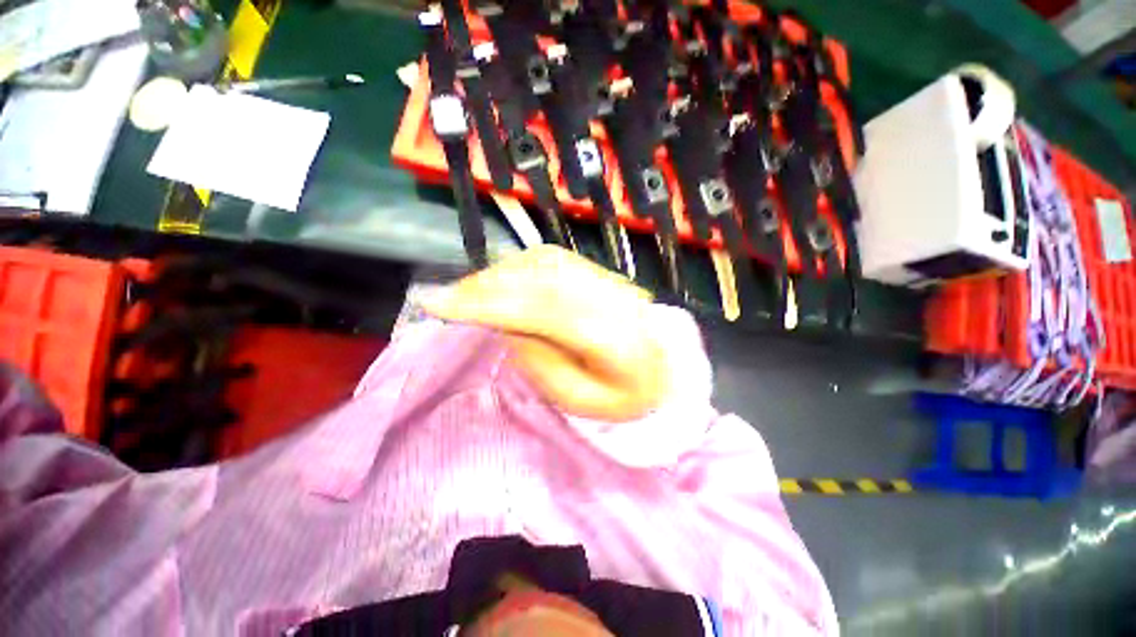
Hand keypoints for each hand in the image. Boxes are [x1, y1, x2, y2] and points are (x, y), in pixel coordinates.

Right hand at [423, 246, 669, 421]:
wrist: (666, 366)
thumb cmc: (623, 395)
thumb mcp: (579, 399)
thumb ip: (540, 361)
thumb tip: (507, 323)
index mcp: (613, 338)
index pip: (541, 310)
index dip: (489, 303)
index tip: (438, 303)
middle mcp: (611, 298)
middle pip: (539, 279)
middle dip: (486, 286)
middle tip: (447, 298)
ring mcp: (608, 279)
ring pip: (543, 262)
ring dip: (500, 273)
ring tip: (469, 292)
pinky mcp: (602, 272)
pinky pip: (554, 259)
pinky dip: (519, 265)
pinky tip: (501, 279)